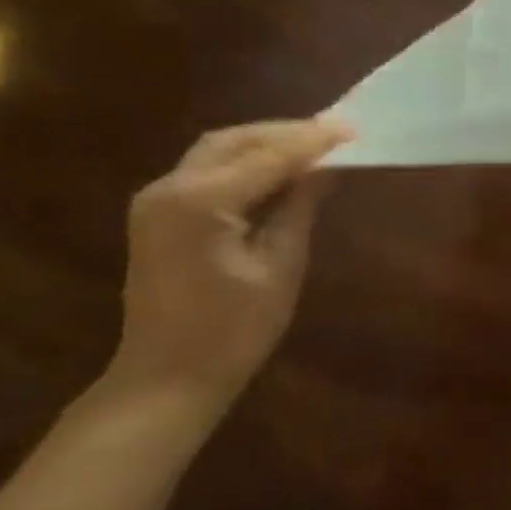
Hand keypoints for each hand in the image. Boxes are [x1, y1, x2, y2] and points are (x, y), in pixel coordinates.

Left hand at [107, 117, 353, 413]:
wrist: (165, 380)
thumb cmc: (232, 333)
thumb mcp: (280, 267)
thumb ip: (299, 208)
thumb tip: (325, 169)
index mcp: (200, 202)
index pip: (268, 157)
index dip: (314, 142)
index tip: (353, 129)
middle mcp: (169, 188)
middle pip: (235, 141)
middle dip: (286, 134)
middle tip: (334, 135)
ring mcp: (157, 200)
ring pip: (217, 151)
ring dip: (265, 144)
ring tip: (312, 148)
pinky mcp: (158, 214)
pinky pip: (205, 171)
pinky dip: (244, 163)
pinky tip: (277, 171)